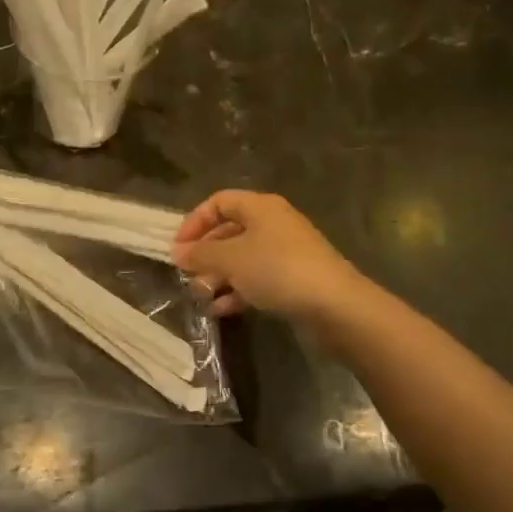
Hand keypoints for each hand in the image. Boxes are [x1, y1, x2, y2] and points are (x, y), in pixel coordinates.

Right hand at [172, 190, 364, 324]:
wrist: (335, 306)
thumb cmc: (277, 270)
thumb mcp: (231, 259)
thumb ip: (200, 254)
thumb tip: (177, 253)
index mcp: (260, 207)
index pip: (218, 202)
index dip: (195, 221)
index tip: (178, 247)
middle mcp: (273, 224)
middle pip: (229, 231)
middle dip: (205, 253)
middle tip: (186, 274)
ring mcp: (285, 253)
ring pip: (241, 258)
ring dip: (217, 275)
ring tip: (200, 295)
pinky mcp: (293, 280)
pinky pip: (256, 279)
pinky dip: (236, 291)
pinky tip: (220, 309)